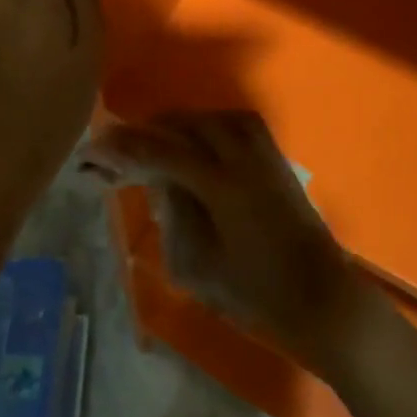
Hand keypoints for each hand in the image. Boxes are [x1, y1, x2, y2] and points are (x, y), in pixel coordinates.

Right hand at [96, 111, 371, 373]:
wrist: (321, 298)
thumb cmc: (255, 294)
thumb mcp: (197, 266)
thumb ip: (173, 216)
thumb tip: (160, 182)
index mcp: (221, 185)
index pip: (163, 152)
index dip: (125, 148)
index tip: (95, 147)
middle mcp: (243, 157)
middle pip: (188, 125)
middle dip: (149, 131)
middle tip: (120, 146)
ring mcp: (265, 154)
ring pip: (213, 118)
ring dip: (180, 125)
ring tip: (154, 140)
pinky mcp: (277, 159)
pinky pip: (237, 123)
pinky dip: (209, 125)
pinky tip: (196, 140)